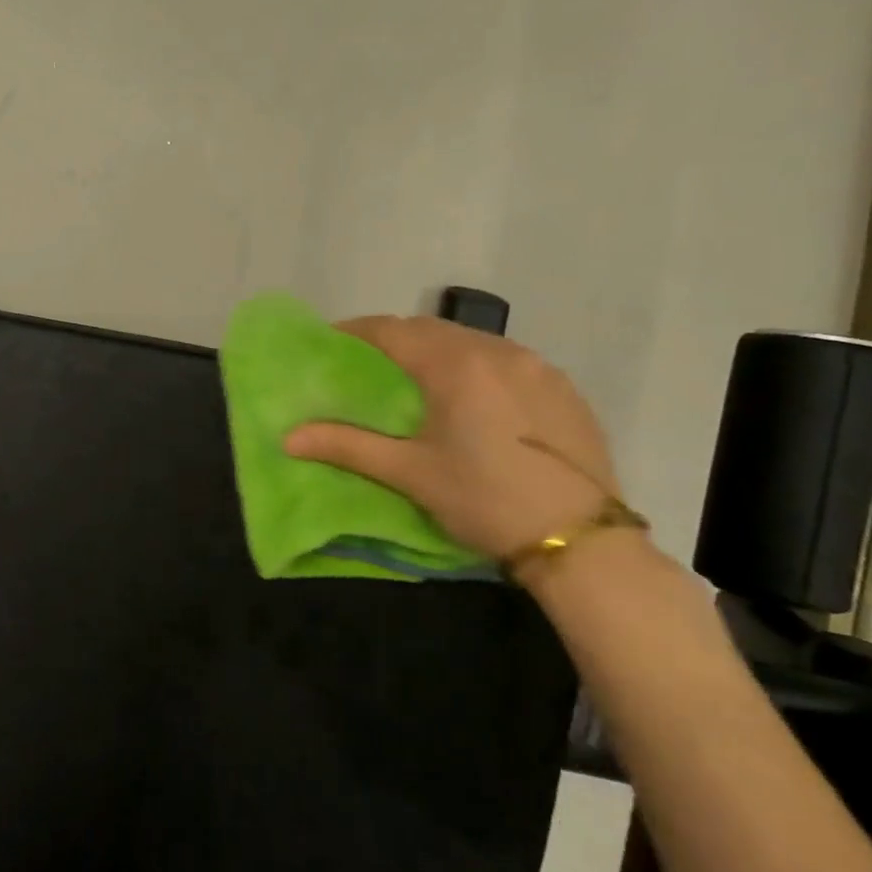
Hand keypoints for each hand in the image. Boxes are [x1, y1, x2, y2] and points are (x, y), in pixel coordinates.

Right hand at [284, 315, 622, 574]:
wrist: (583, 541)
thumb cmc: (484, 500)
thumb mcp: (410, 473)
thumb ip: (347, 446)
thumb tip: (287, 438)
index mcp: (455, 366)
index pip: (393, 329)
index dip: (356, 331)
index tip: (331, 342)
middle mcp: (498, 352)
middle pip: (432, 329)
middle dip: (395, 339)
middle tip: (368, 364)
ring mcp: (537, 366)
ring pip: (472, 341)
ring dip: (438, 349)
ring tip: (418, 379)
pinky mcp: (563, 387)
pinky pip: (507, 359)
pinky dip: (477, 365)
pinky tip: (474, 398)